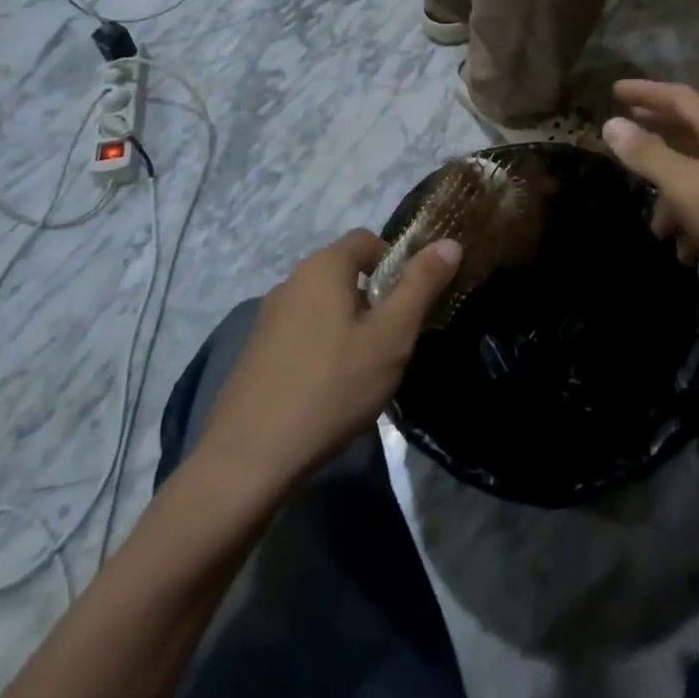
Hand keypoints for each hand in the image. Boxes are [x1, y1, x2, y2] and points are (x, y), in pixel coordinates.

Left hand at [191, 230, 460, 497]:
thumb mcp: (391, 337)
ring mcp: (268, 317)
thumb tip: (449, 241)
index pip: (367, 239)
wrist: (249, 459)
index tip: (409, 304)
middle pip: (345, 273)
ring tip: (362, 372)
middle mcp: (291, 281)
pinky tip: (327, 391)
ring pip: (324, 306)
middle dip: (374, 300)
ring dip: (348, 326)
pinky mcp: (255, 351)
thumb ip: (421, 286)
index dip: (395, 263)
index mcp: (323, 267)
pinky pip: (302, 333)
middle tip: (391, 344)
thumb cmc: (332, 387)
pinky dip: (321, 348)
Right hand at [602, 79, 698, 299]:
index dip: (646, 92)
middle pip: (691, 132)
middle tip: (626, 134)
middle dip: (656, 136)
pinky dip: (695, 220)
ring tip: (655, 227)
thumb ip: (649, 155)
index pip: (680, 98)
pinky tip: (686, 251)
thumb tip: (611, 125)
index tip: (615, 90)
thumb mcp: (689, 187)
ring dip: (672, 195)